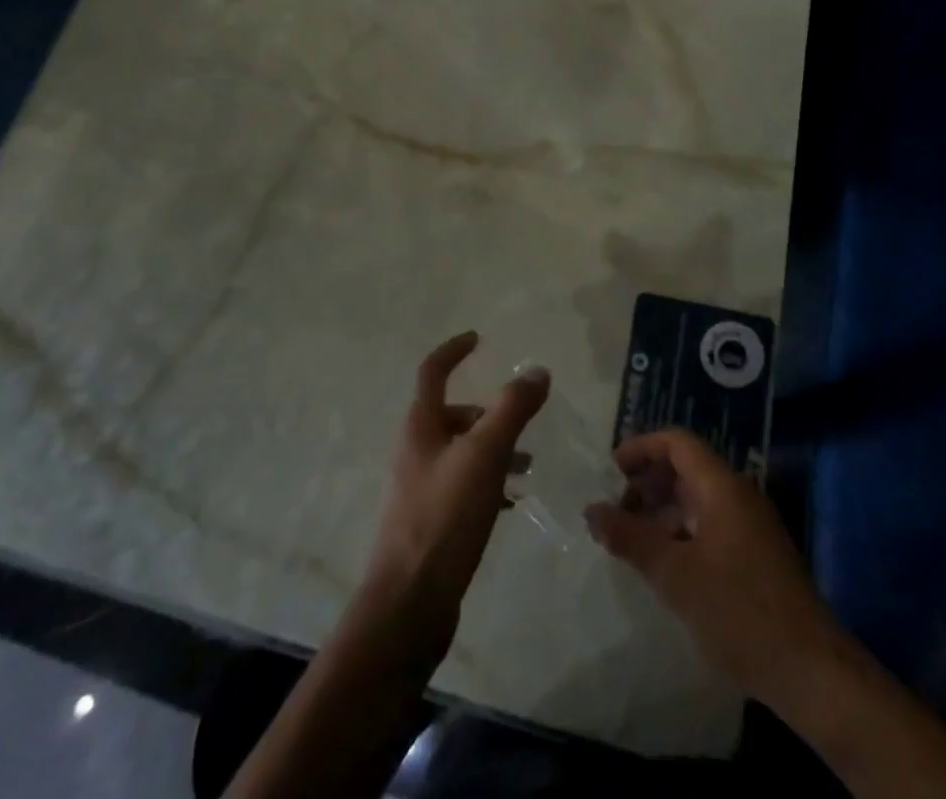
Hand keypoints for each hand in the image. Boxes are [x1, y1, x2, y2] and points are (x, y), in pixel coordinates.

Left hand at [363, 331, 549, 653]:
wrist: (408, 605)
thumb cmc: (444, 518)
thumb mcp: (485, 455)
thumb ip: (512, 409)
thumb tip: (538, 371)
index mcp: (420, 426)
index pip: (433, 371)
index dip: (454, 350)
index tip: (479, 339)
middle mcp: (415, 450)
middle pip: (452, 414)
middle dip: (488, 412)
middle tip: (523, 422)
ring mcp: (419, 488)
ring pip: (461, 452)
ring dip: (493, 448)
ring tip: (527, 465)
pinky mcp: (429, 522)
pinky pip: (463, 485)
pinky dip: (488, 481)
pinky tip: (510, 502)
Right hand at [583, 427, 839, 706]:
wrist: (812, 671)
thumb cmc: (739, 612)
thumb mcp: (675, 575)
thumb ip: (630, 538)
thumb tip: (591, 511)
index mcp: (722, 486)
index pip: (677, 442)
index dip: (641, 448)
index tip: (611, 470)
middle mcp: (738, 495)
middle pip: (686, 468)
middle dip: (648, 482)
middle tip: (616, 510)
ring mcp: (751, 526)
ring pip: (697, 499)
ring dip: (662, 510)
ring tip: (632, 539)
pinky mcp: (756, 555)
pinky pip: (710, 524)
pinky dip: (681, 531)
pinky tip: (665, 564)